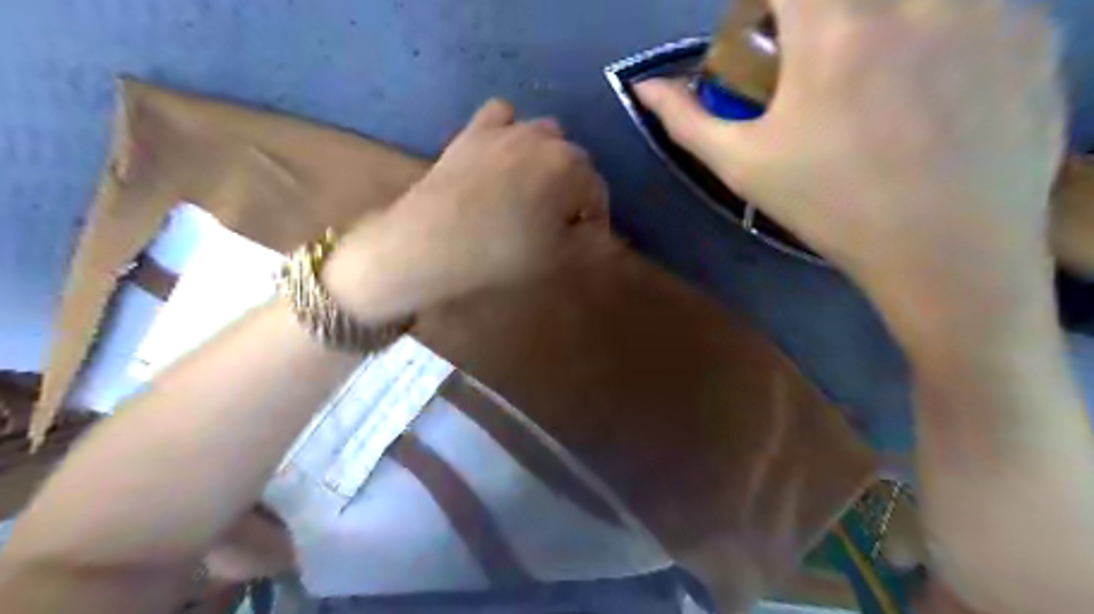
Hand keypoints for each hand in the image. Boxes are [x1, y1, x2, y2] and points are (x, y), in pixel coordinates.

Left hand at [323, 99, 613, 323]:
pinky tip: (502, 159)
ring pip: (542, 136)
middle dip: (573, 192)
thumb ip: (590, 245)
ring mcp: (504, 130)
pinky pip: (501, 118)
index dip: (594, 223)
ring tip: (532, 192)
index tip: (582, 245)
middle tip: (558, 225)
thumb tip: (598, 235)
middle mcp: (543, 138)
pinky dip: (509, 134)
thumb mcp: (557, 259)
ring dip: (546, 161)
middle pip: (574, 163)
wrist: (428, 244)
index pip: (598, 195)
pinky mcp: (471, 133)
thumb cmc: (501, 255)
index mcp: (572, 168)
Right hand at [639, 0, 1065, 345]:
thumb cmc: (830, 208)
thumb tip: (644, 86)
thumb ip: (688, 120)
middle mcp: (914, 0)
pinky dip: (944, 35)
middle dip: (825, 19)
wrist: (946, 253)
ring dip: (883, 28)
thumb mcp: (745, 167)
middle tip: (823, 69)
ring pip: (912, 1)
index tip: (771, 33)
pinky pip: (973, 9)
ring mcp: (987, 7)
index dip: (772, 4)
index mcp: (834, 30)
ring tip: (880, 85)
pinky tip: (938, 94)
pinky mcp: (1035, 30)